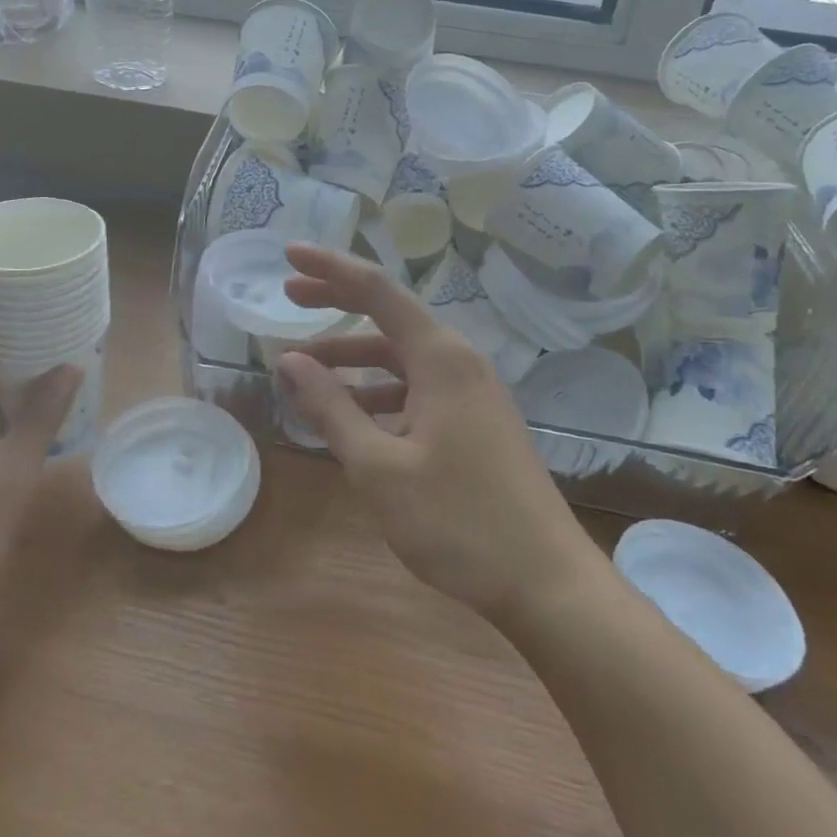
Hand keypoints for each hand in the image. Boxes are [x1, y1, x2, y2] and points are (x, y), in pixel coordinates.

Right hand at [276, 245, 599, 621]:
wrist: (548, 584)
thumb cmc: (458, 522)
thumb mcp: (378, 467)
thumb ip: (331, 408)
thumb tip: (289, 360)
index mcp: (440, 358)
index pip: (377, 290)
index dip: (330, 268)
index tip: (289, 253)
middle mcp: (459, 362)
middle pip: (389, 316)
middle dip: (337, 303)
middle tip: (289, 295)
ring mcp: (471, 393)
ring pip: (401, 358)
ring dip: (352, 359)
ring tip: (304, 371)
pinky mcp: (475, 422)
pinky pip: (416, 388)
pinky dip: (378, 392)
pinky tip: (351, 416)